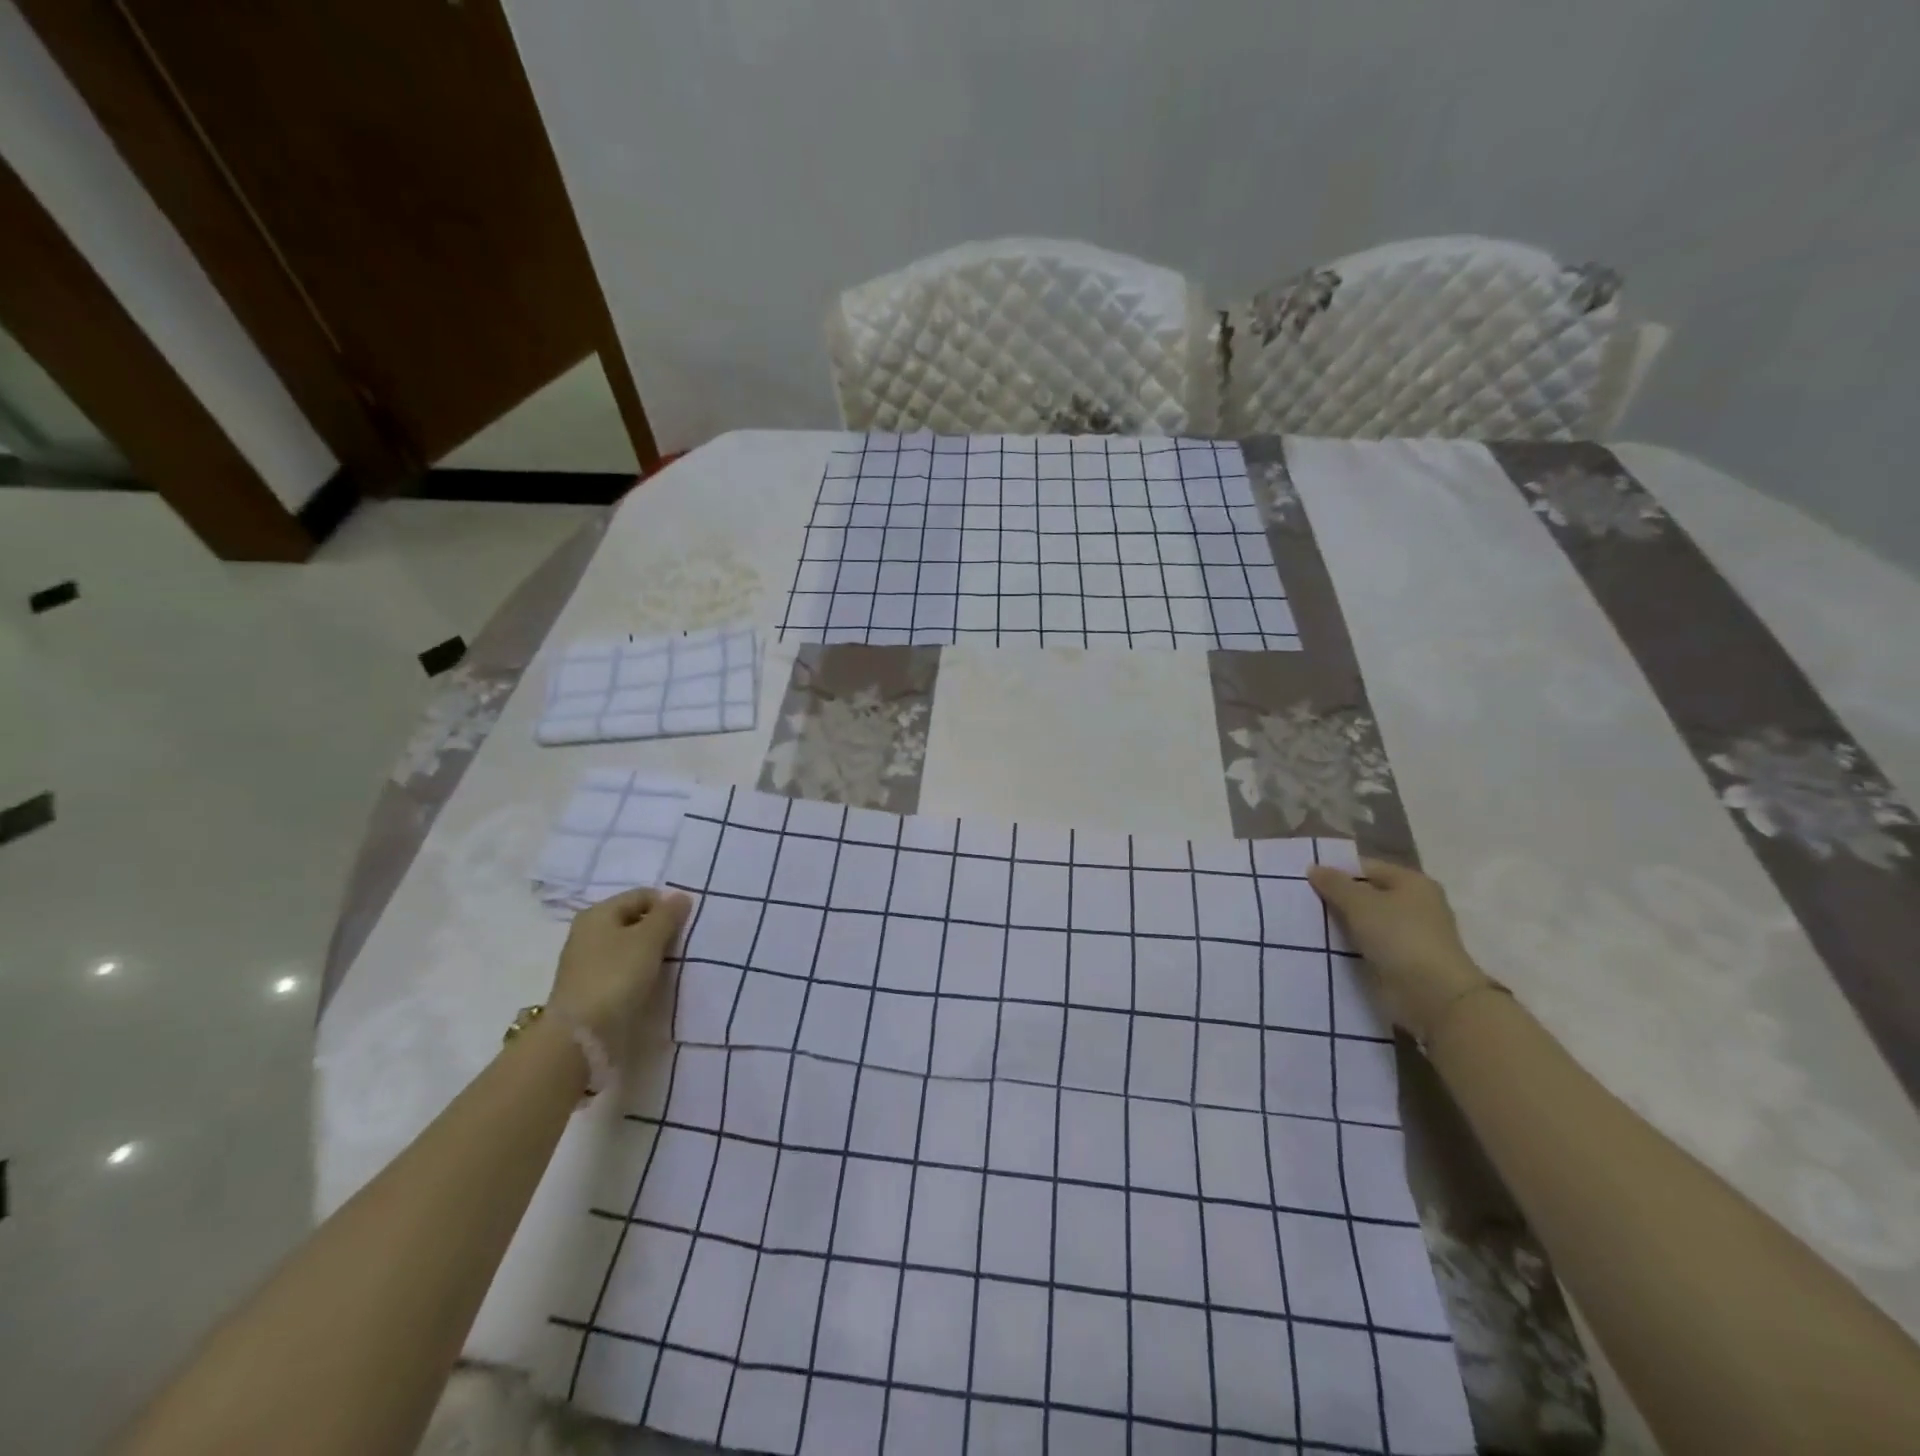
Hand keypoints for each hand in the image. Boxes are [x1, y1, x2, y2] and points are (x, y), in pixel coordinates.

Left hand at [548, 887, 692, 1059]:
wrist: (581, 1035)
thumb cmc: (616, 976)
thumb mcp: (648, 940)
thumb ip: (667, 915)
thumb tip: (681, 896)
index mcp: (598, 913)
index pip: (642, 896)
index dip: (667, 905)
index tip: (686, 926)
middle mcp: (589, 932)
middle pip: (635, 920)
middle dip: (660, 930)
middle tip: (681, 946)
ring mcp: (588, 961)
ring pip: (630, 946)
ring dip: (651, 953)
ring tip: (671, 965)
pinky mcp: (591, 987)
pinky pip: (623, 968)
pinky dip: (640, 971)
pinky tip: (652, 982)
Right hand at [1306, 859, 1490, 1043]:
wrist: (1433, 996)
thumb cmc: (1399, 937)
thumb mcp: (1360, 903)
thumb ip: (1334, 883)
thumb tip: (1314, 868)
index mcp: (1412, 883)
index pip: (1366, 868)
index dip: (1337, 871)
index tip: (1305, 880)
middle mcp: (1415, 905)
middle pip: (1367, 895)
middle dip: (1337, 899)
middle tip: (1301, 901)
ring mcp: (1411, 935)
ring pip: (1366, 921)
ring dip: (1342, 924)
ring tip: (1307, 923)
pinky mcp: (1403, 961)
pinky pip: (1369, 945)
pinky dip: (1351, 945)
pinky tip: (1325, 946)